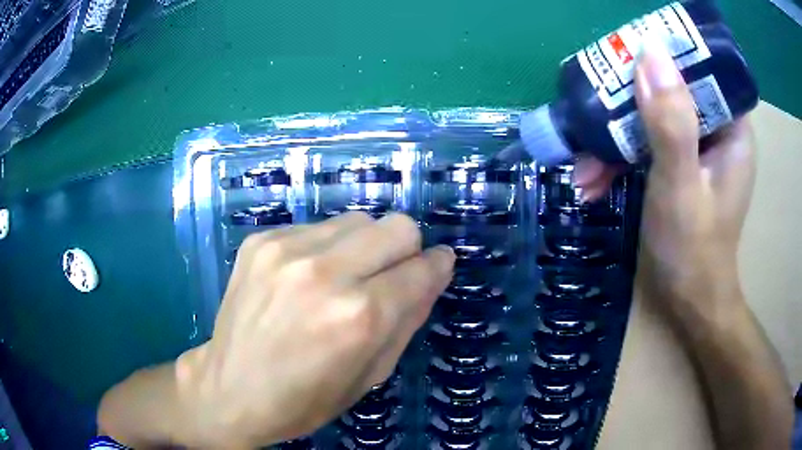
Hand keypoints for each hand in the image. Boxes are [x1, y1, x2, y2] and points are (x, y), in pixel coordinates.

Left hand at [177, 212, 454, 446]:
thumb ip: (410, 318)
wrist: (229, 389)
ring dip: (363, 247)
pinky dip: (325, 249)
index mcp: (359, 316)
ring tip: (341, 280)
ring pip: (358, 220)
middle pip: (397, 226)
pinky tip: (304, 279)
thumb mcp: (371, 374)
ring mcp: (286, 249)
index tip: (436, 268)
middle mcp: (324, 271)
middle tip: (387, 279)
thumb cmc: (305, 399)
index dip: (436, 267)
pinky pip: (317, 228)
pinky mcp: (261, 240)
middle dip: (404, 250)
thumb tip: (435, 271)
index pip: (421, 267)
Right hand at [574, 42, 755, 310]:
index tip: (626, 59)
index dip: (664, 58)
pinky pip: (647, 144)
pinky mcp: (679, 164)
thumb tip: (650, 53)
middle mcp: (716, 130)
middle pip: (670, 92)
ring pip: (652, 119)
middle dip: (628, 106)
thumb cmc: (694, 250)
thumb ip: (671, 122)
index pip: (700, 69)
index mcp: (732, 128)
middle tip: (592, 115)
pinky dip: (619, 158)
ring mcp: (696, 148)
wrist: (689, 302)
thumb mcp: (681, 186)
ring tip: (583, 167)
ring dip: (615, 139)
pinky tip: (593, 180)